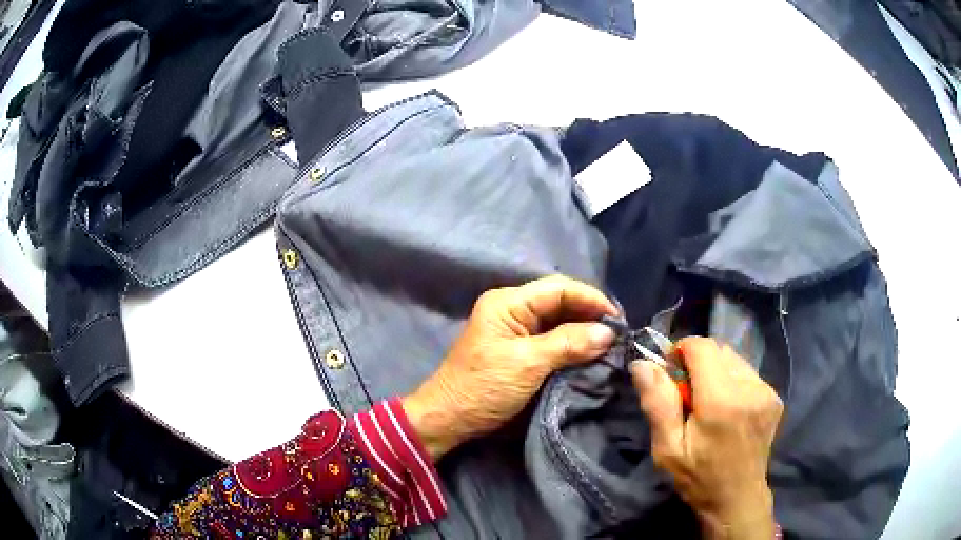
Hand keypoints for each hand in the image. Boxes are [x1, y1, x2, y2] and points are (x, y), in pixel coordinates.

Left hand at [403, 275, 617, 459]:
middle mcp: (512, 309)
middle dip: (590, 315)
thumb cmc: (483, 388)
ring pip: (559, 321)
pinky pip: (553, 339)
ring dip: (584, 331)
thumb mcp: (527, 364)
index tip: (619, 319)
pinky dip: (573, 345)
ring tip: (612, 342)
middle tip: (620, 332)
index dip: (591, 299)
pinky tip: (591, 353)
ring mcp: (516, 330)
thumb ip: (569, 343)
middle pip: (560, 302)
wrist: (449, 419)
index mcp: (508, 302)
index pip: (558, 288)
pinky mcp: (520, 350)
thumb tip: (608, 332)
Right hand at [631, 337, 782, 539]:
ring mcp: (767, 391)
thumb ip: (658, 403)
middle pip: (719, 349)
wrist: (737, 499)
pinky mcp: (775, 397)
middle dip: (699, 363)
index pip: (702, 347)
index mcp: (722, 400)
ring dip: (717, 371)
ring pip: (734, 359)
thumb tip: (642, 364)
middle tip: (687, 395)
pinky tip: (728, 409)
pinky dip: (733, 381)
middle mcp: (750, 387)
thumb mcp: (668, 449)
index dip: (681, 351)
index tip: (670, 373)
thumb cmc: (698, 478)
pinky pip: (748, 373)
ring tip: (709, 404)